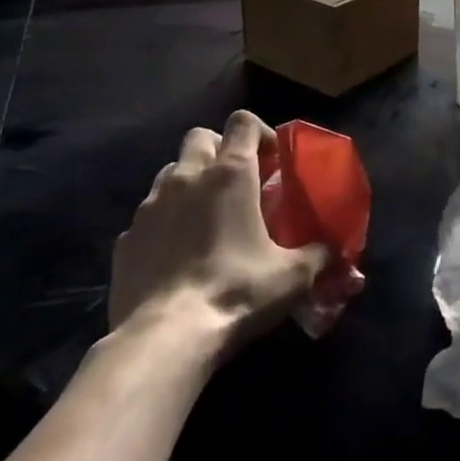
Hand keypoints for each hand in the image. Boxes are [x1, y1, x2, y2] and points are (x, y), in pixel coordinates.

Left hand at [108, 110, 327, 356]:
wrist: (164, 339)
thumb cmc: (236, 292)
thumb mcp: (292, 276)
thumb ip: (318, 255)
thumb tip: (333, 250)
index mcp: (230, 173)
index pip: (242, 122)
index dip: (259, 132)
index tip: (271, 159)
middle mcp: (187, 177)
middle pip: (201, 136)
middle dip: (219, 150)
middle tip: (237, 183)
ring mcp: (150, 206)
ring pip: (171, 172)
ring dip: (190, 183)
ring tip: (205, 217)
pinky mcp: (125, 239)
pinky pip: (148, 216)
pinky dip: (164, 223)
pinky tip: (176, 255)